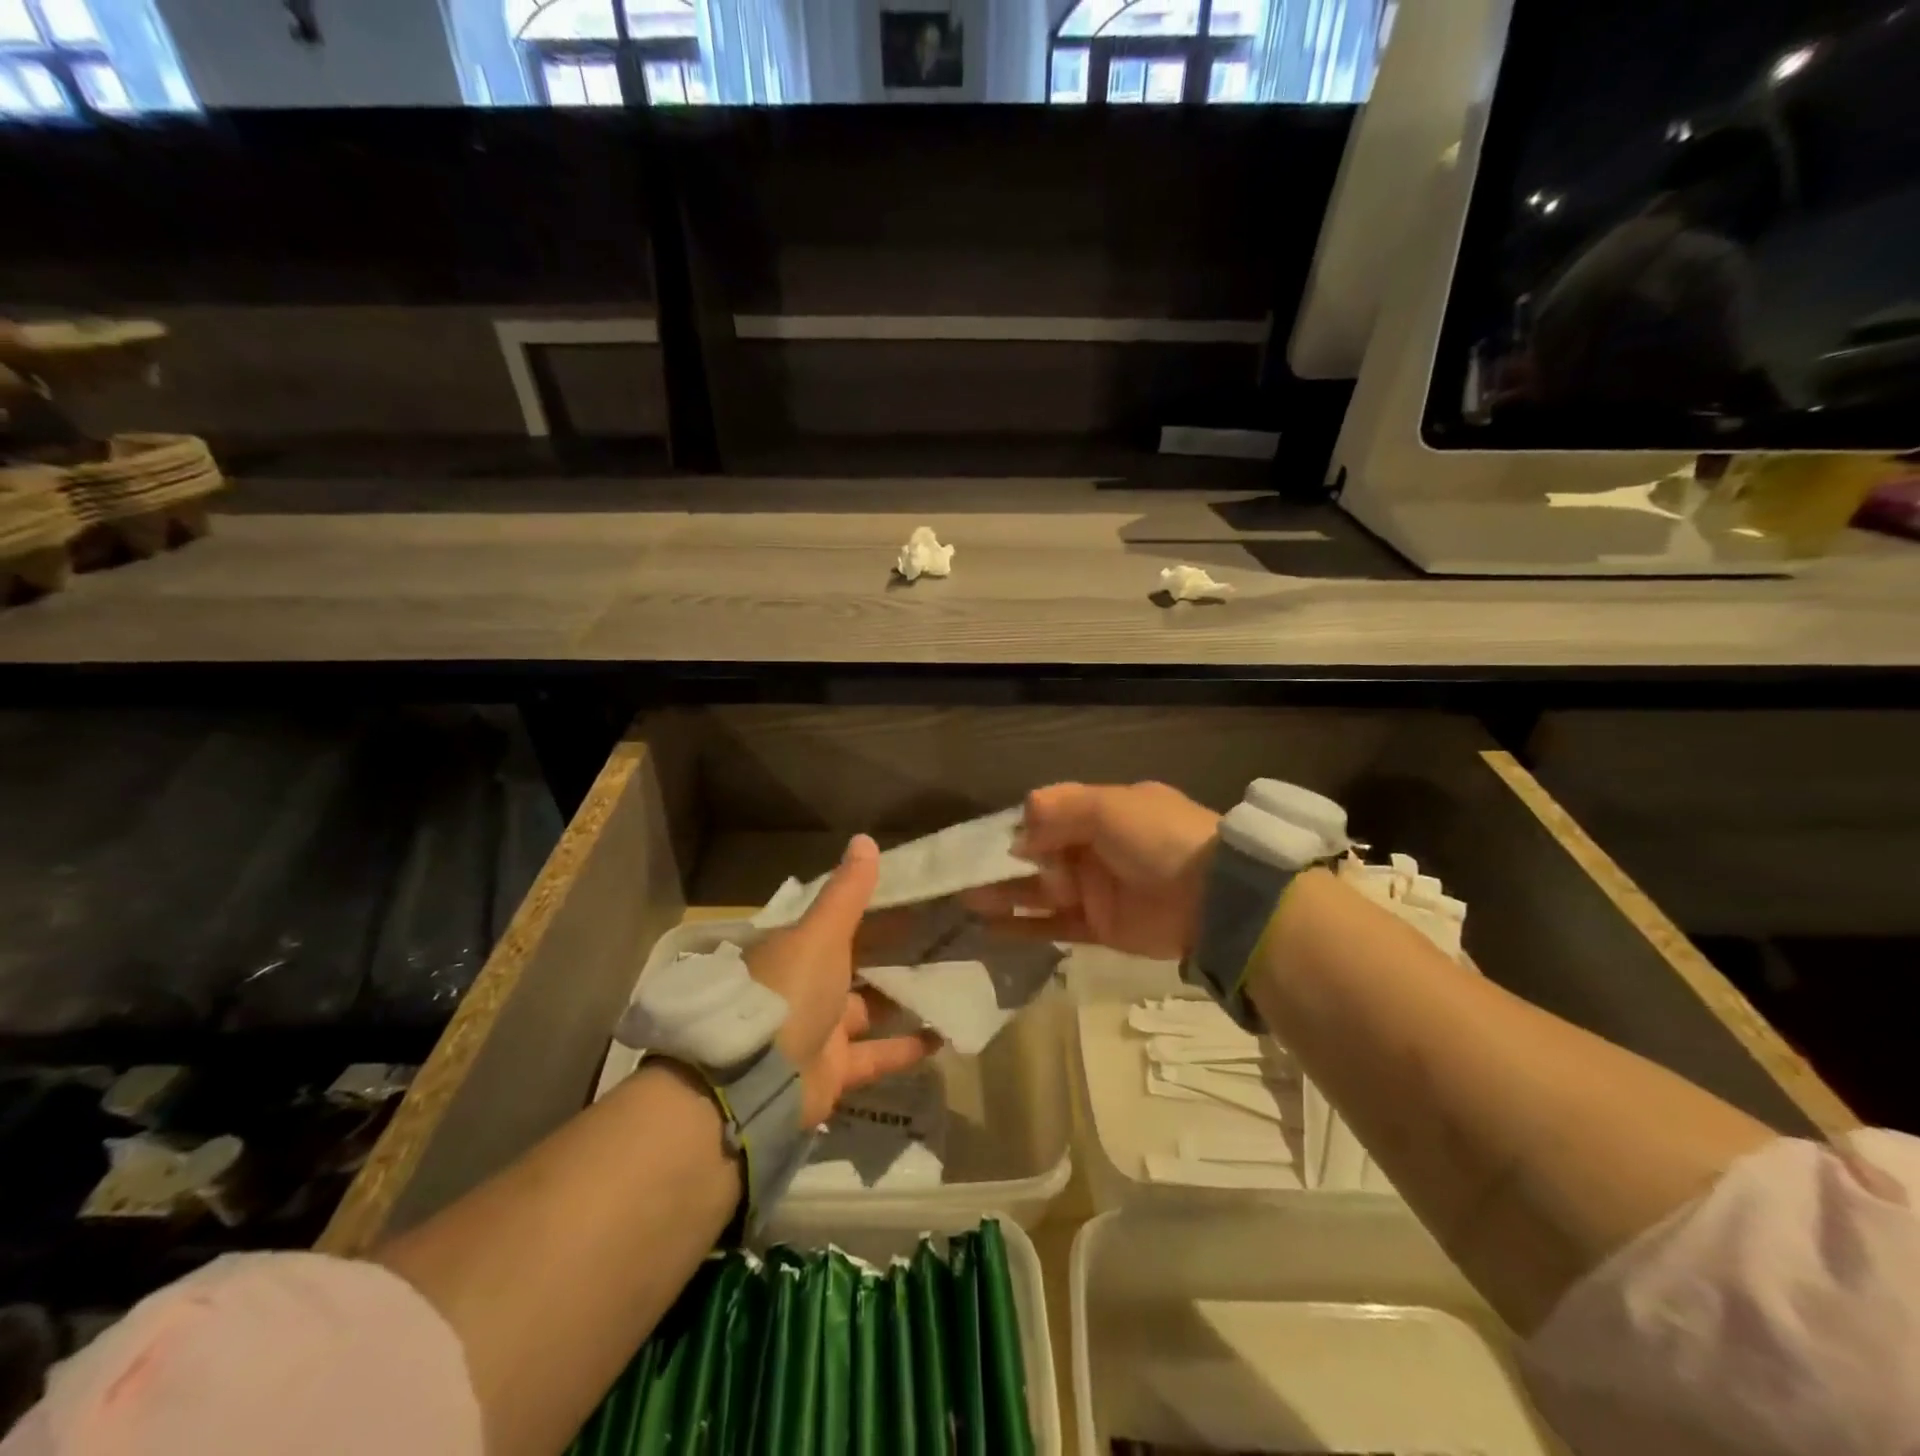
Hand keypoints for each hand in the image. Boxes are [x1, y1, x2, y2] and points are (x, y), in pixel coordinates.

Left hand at [747, 834, 940, 1126]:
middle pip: (851, 965)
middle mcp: (803, 987)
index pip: (834, 922)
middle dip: (888, 955)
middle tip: (937, 938)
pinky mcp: (833, 1071)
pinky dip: (905, 1048)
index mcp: (794, 950)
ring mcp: (817, 1031)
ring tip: (946, 983)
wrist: (755, 1081)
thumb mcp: (821, 934)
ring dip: (900, 1001)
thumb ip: (846, 893)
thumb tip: (864, 839)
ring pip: (866, 1010)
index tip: (909, 899)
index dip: (868, 909)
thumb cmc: (790, 992)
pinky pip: (875, 1055)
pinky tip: (943, 1036)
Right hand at [964, 782, 1220, 959]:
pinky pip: (1053, 926)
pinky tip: (990, 927)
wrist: (1214, 899)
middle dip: (1003, 864)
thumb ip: (1061, 809)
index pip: (1051, 816)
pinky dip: (1023, 926)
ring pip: (1040, 891)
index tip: (987, 840)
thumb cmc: (1158, 839)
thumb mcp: (1110, 807)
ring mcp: (1096, 890)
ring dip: (1005, 894)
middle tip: (963, 874)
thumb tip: (1020, 825)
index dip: (1020, 828)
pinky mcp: (1098, 928)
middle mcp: (1096, 849)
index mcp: (1103, 813)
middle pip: (1040, 855)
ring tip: (966, 899)